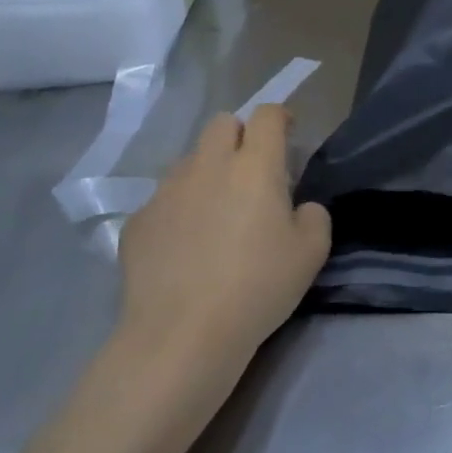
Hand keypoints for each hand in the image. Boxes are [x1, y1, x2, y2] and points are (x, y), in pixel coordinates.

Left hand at [115, 106, 331, 369]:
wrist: (180, 337)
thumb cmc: (256, 288)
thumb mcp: (311, 253)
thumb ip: (314, 216)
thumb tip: (299, 207)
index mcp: (255, 165)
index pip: (267, 115)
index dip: (280, 118)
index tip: (288, 136)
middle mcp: (208, 165)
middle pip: (222, 124)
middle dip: (239, 137)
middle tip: (250, 173)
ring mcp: (167, 191)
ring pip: (190, 161)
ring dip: (207, 173)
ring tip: (214, 215)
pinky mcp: (138, 221)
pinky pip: (162, 200)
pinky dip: (177, 211)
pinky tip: (183, 248)